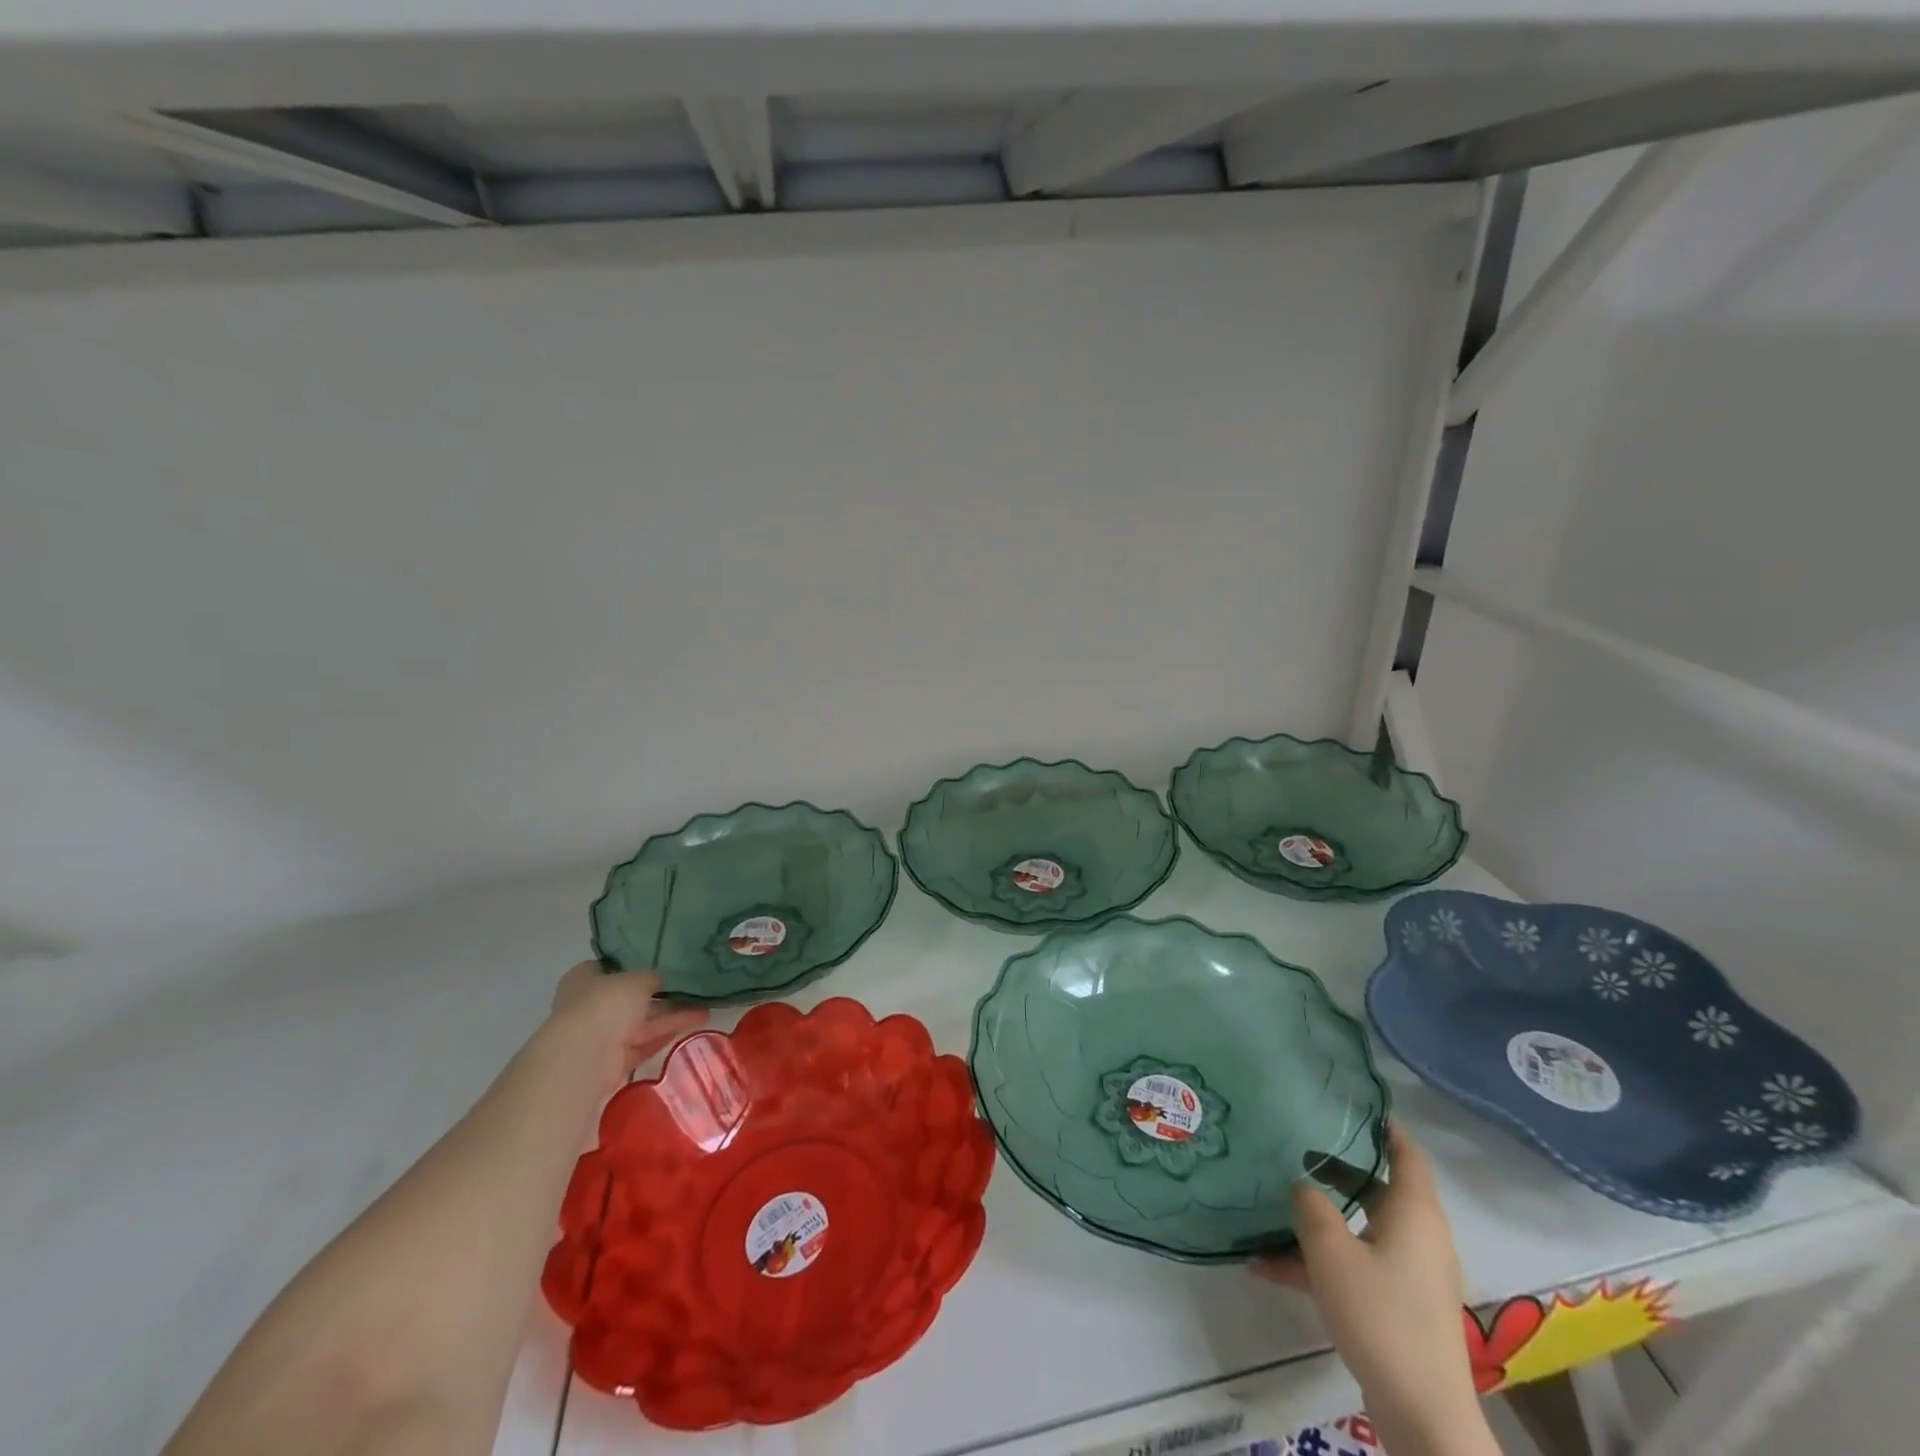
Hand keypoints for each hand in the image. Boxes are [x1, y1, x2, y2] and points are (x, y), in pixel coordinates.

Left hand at [548, 961, 708, 1086]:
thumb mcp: (637, 979)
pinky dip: (665, 1036)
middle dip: (661, 996)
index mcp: (584, 979)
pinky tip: (693, 1026)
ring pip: (641, 1022)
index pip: (611, 967)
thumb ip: (652, 977)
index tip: (662, 965)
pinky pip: (644, 1044)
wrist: (584, 1057)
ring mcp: (601, 1034)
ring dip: (672, 1016)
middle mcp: (590, 1005)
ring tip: (705, 1010)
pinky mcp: (613, 1061)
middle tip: (693, 990)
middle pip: (630, 998)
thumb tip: (661, 980)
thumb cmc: (605, 1004)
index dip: (635, 966)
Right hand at [1255, 1124, 1493, 1455]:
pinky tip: (1267, 1268)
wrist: (1422, 1415)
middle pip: (1378, 1189)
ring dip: (1319, 1220)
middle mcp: (1418, 1237)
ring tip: (1272, 1207)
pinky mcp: (1397, 1307)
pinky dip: (1318, 1264)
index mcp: (1415, 1214)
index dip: (1385, 1127)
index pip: (1407, 1154)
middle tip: (1298, 1145)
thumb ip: (1311, 1207)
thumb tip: (1303, 1187)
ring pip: (1359, 1229)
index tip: (1354, 1103)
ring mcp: (1409, 1275)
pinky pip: (1354, 1267)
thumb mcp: (1331, 1251)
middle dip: (1337, 1168)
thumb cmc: (1382, 1315)